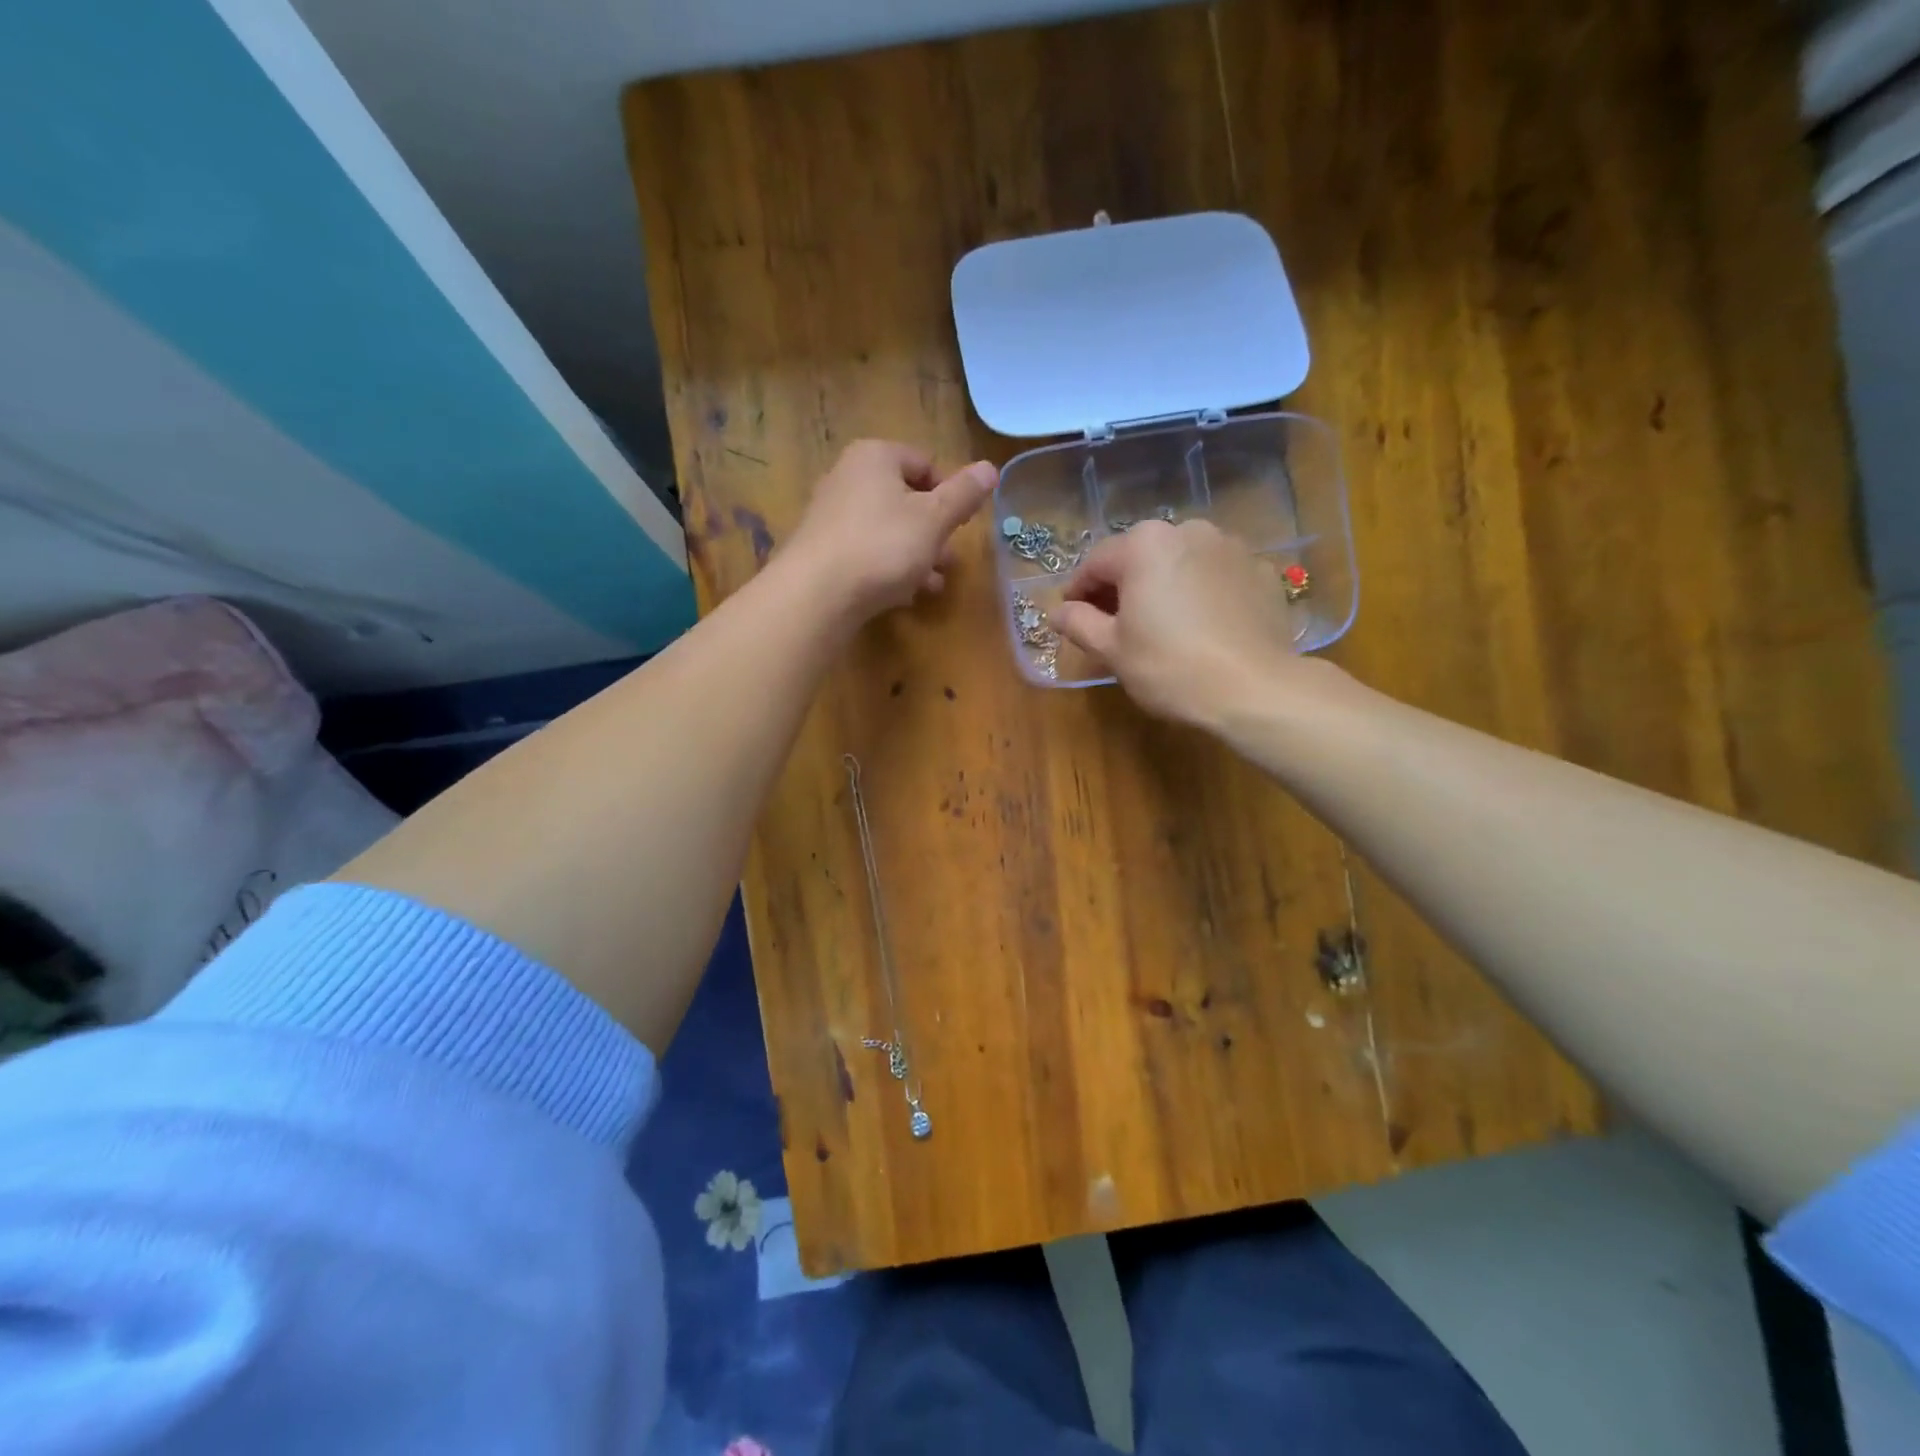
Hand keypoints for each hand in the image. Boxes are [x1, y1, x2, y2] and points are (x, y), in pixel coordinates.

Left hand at [782, 440, 997, 621]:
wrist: (816, 594)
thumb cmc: (882, 546)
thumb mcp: (934, 519)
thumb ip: (964, 494)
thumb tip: (991, 468)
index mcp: (875, 457)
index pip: (924, 463)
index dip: (949, 493)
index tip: (960, 525)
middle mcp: (848, 477)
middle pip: (905, 498)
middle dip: (933, 531)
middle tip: (950, 560)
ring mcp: (831, 515)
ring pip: (887, 529)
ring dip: (916, 555)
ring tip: (933, 584)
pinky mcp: (823, 550)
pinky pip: (866, 552)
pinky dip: (888, 568)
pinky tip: (903, 594)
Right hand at [1052, 521, 1323, 727]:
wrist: (1254, 689)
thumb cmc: (1170, 667)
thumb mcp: (1112, 649)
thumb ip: (1079, 623)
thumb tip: (1057, 612)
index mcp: (1144, 545)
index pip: (1096, 563)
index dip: (1078, 591)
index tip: (1072, 617)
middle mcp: (1188, 531)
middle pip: (1140, 557)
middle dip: (1123, 586)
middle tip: (1114, 624)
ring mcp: (1231, 548)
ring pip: (1181, 563)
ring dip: (1164, 585)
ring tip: (1161, 624)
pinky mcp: (1261, 571)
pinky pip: (1217, 577)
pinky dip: (1203, 593)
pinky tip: (1202, 627)